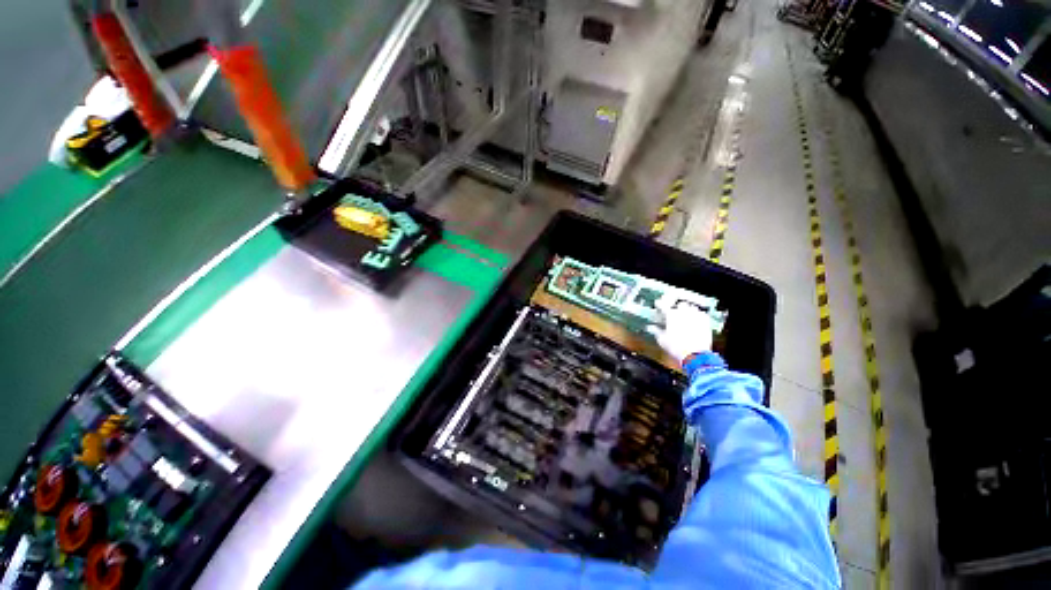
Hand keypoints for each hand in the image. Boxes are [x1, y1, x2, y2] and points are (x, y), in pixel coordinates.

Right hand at [646, 294, 714, 362]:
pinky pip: (701, 314)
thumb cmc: (677, 348)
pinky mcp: (705, 323)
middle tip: (673, 313)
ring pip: (691, 308)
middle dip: (676, 308)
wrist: (695, 355)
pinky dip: (697, 315)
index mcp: (671, 315)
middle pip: (679, 305)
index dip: (659, 305)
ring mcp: (696, 317)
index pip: (663, 306)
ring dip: (687, 310)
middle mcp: (684, 313)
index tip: (658, 306)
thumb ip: (656, 331)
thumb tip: (651, 328)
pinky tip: (695, 320)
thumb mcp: (662, 340)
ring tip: (684, 316)